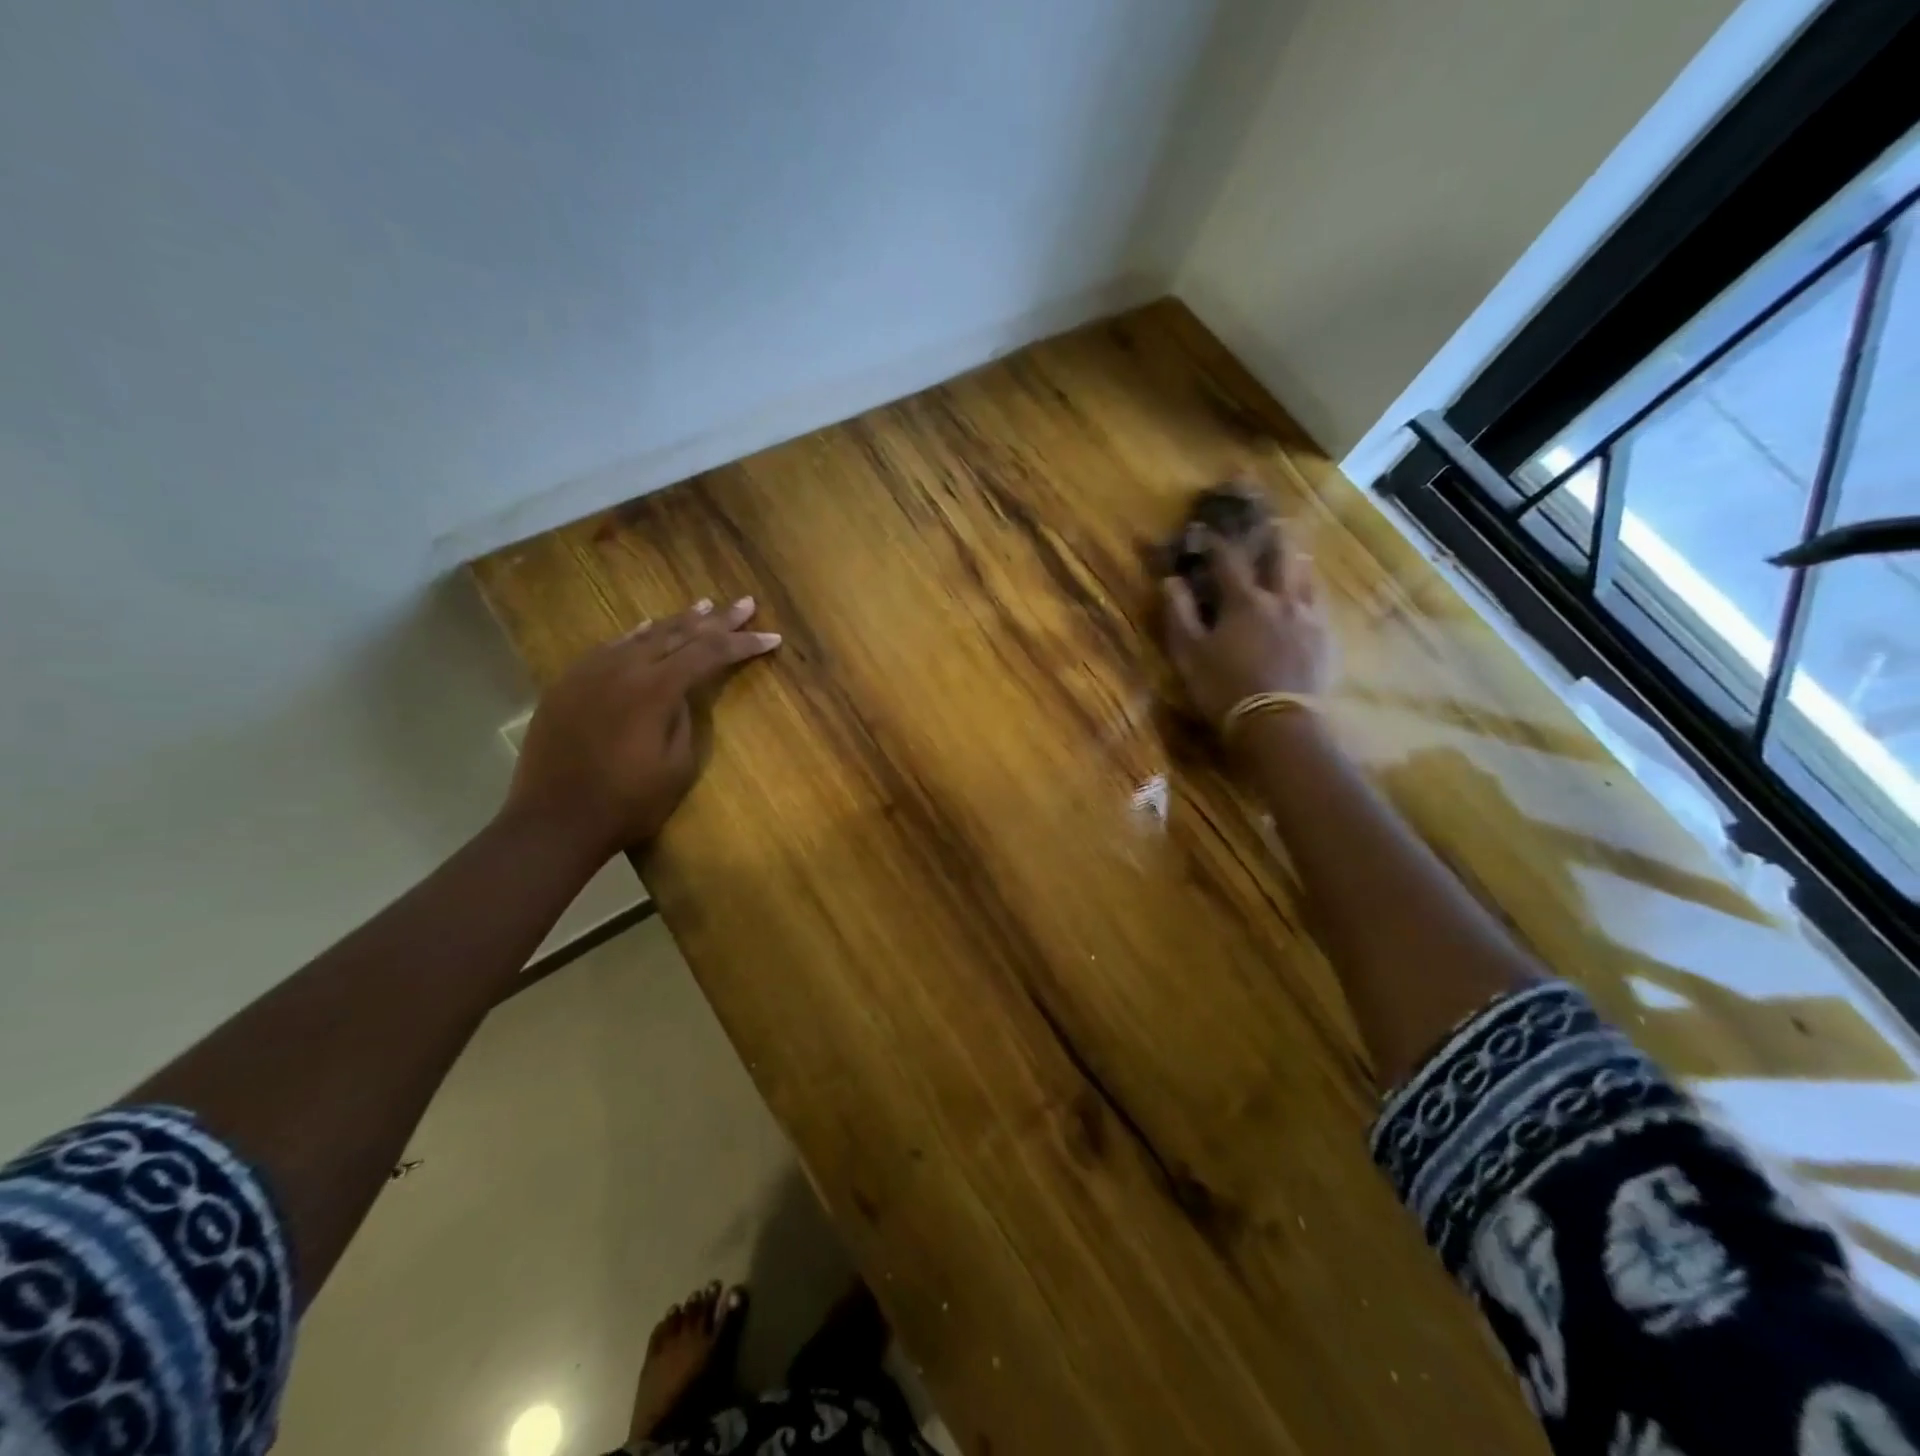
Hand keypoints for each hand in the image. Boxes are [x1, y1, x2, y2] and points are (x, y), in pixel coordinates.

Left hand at [504, 596, 781, 860]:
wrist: (554, 821)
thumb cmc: (628, 802)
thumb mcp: (678, 766)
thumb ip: (685, 719)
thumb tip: (683, 693)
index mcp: (655, 689)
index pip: (709, 653)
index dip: (742, 643)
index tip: (772, 638)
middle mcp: (623, 668)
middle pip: (678, 633)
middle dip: (717, 620)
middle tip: (745, 604)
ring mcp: (590, 672)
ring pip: (643, 635)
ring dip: (677, 621)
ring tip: (704, 606)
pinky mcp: (568, 684)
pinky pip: (610, 648)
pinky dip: (637, 636)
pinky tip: (646, 628)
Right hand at [1162, 532, 1332, 728]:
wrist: (1277, 725)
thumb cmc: (1224, 688)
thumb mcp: (1189, 654)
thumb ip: (1179, 613)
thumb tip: (1171, 581)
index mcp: (1244, 600)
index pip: (1228, 558)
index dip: (1215, 541)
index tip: (1204, 530)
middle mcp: (1281, 600)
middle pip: (1282, 555)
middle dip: (1271, 535)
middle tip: (1268, 521)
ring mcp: (1309, 619)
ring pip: (1307, 576)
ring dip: (1297, 561)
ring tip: (1293, 556)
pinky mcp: (1327, 641)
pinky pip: (1321, 606)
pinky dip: (1311, 594)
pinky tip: (1309, 601)